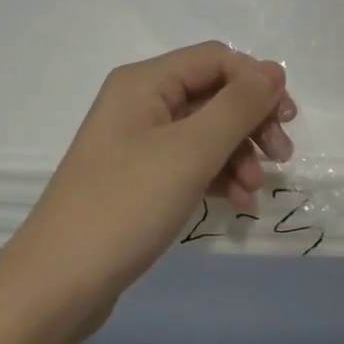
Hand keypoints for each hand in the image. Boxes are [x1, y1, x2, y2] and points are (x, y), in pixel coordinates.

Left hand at [0, 42, 295, 330]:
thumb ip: (236, 107)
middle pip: (213, 93)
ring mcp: (138, 142)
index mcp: (144, 82)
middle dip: (250, 121)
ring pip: (205, 131)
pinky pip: (190, 162)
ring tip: (256, 189)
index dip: (255, 81)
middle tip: (281, 156)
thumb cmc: (124, 206)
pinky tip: (238, 202)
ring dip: (239, 153)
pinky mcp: (140, 178)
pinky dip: (218, 176)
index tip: (286, 119)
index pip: (215, 59)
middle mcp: (140, 102)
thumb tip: (273, 71)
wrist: (57, 284)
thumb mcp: (189, 152)